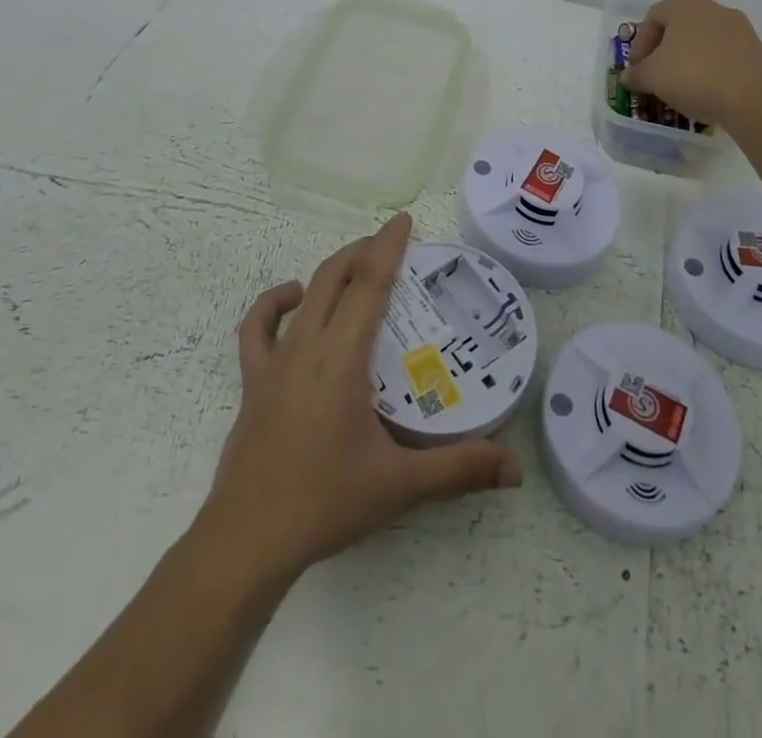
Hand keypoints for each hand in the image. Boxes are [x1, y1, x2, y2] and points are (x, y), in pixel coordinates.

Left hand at [200, 212, 521, 579]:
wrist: (247, 540)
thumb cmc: (324, 503)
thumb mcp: (399, 485)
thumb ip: (459, 470)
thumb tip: (514, 468)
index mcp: (341, 358)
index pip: (368, 285)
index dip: (387, 247)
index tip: (403, 220)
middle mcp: (306, 346)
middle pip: (334, 277)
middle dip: (363, 251)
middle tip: (392, 244)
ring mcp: (274, 362)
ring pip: (303, 295)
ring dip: (330, 271)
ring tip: (355, 265)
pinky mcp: (253, 381)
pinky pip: (257, 328)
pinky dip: (274, 304)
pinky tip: (294, 302)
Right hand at [621, 0, 761, 128]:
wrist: (751, 98)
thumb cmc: (693, 76)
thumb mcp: (651, 77)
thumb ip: (635, 74)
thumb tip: (627, 77)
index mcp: (685, 5)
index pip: (652, 18)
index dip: (639, 45)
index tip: (637, 69)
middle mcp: (713, 8)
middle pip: (678, 28)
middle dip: (663, 52)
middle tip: (655, 75)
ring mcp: (738, 27)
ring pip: (701, 41)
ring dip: (686, 60)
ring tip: (679, 86)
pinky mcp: (755, 49)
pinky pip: (722, 55)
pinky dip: (709, 68)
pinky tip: (705, 89)